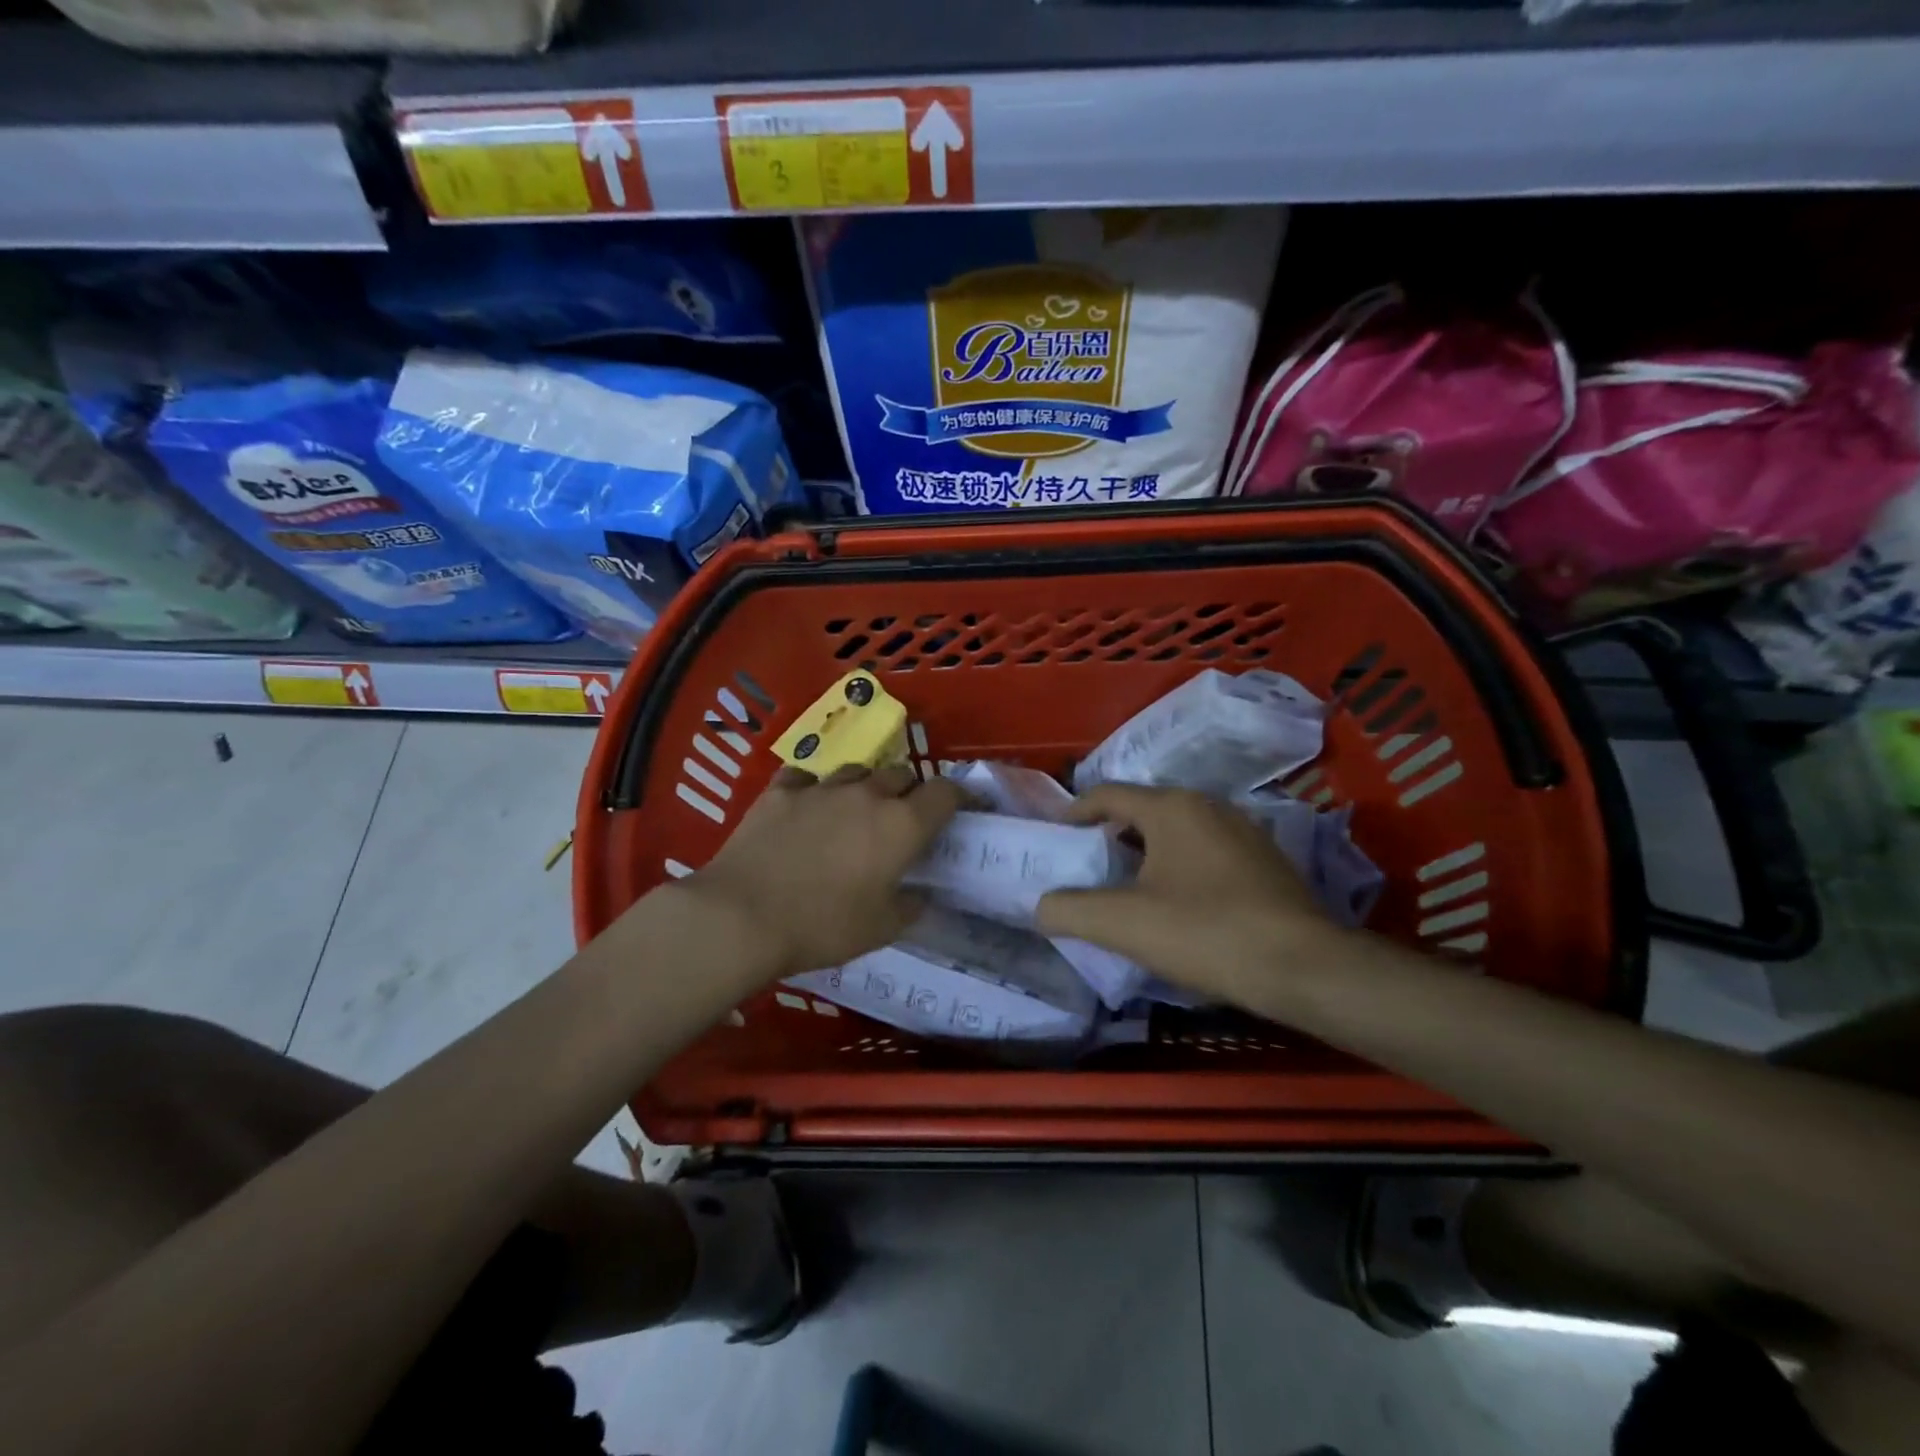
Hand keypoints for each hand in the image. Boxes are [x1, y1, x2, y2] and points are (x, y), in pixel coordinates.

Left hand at [681, 764, 965, 978]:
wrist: (742, 915)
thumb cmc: (823, 926)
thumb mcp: (880, 929)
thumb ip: (910, 907)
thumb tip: (920, 896)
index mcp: (901, 824)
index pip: (946, 792)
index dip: (959, 796)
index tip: (963, 807)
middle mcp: (867, 795)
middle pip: (901, 775)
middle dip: (908, 792)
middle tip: (900, 820)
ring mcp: (821, 788)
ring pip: (856, 772)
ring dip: (864, 788)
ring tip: (853, 813)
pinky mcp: (780, 791)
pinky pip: (805, 778)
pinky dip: (813, 789)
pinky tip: (805, 808)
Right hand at [1036, 784, 1343, 1006]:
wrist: (1304, 968)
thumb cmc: (1205, 932)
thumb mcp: (1123, 924)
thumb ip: (1069, 910)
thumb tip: (1041, 905)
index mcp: (1171, 806)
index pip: (1106, 794)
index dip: (1073, 812)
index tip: (1055, 838)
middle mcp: (1208, 805)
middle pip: (1142, 810)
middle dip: (1109, 835)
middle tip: (1086, 868)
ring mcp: (1243, 830)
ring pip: (1176, 831)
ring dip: (1145, 853)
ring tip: (1127, 888)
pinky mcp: (1266, 860)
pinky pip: (1206, 850)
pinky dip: (1179, 865)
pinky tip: (1179, 903)